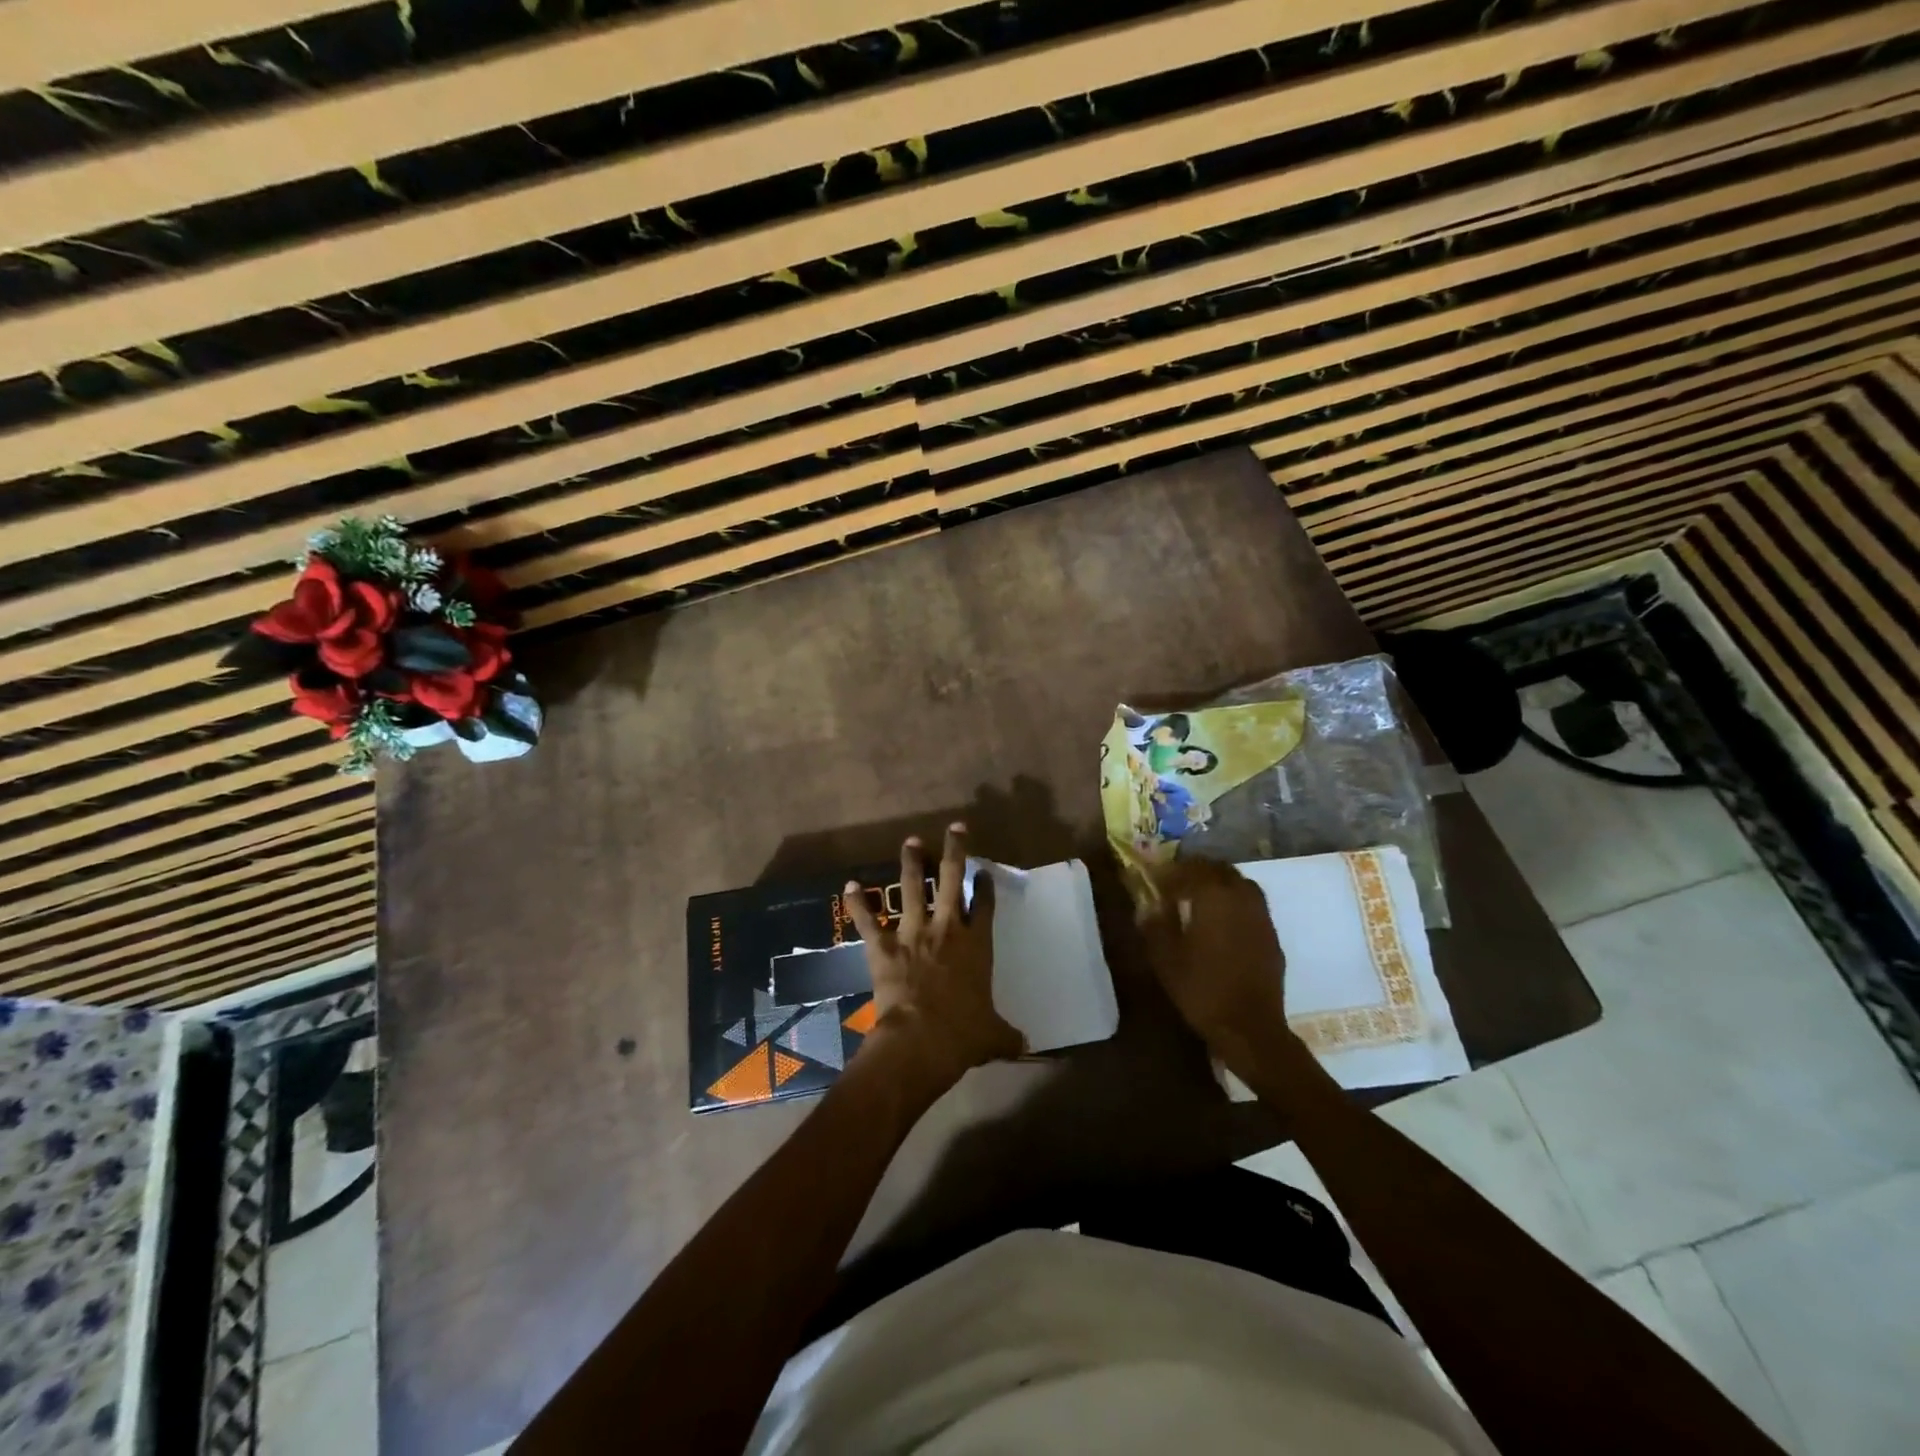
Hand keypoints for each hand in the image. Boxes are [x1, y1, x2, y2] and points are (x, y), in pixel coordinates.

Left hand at [844, 824, 1023, 1088]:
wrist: (921, 1040)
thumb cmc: (963, 1035)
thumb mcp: (993, 1037)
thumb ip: (1008, 1036)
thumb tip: (1026, 1047)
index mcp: (976, 945)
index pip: (983, 906)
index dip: (984, 886)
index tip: (984, 871)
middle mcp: (946, 929)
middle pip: (951, 880)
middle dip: (955, 851)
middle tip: (955, 828)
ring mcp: (913, 933)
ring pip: (912, 889)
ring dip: (911, 864)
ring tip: (911, 842)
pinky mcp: (883, 946)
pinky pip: (868, 920)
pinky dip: (858, 904)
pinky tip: (850, 885)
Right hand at [1137, 858, 1293, 1075]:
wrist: (1249, 1027)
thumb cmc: (1202, 988)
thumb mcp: (1165, 958)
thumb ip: (1156, 925)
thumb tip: (1149, 905)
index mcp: (1214, 896)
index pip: (1193, 867)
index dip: (1172, 871)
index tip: (1157, 880)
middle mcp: (1241, 897)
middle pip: (1221, 869)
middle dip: (1198, 871)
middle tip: (1178, 884)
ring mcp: (1261, 916)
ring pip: (1241, 884)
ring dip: (1220, 884)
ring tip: (1201, 900)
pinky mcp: (1272, 936)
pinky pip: (1252, 906)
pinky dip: (1236, 904)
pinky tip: (1223, 924)